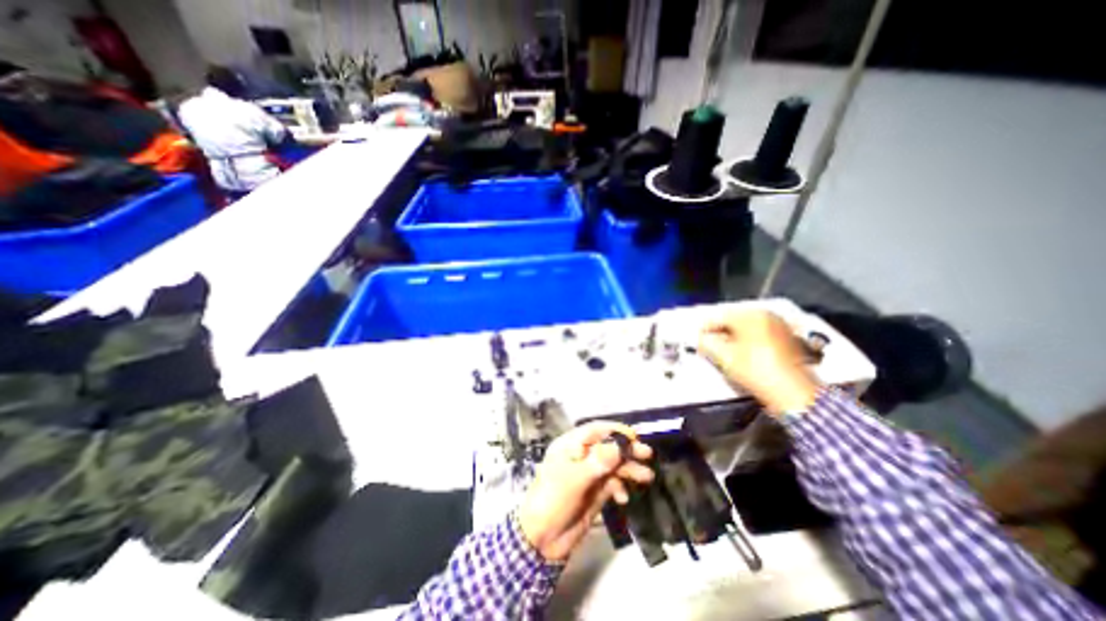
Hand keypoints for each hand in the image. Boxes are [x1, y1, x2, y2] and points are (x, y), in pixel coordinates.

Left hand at [514, 421, 649, 562]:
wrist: (541, 539)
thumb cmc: (553, 500)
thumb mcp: (575, 479)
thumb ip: (598, 462)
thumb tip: (619, 445)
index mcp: (571, 446)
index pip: (595, 430)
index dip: (615, 431)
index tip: (634, 436)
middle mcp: (581, 456)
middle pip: (607, 447)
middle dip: (627, 450)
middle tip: (647, 454)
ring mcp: (588, 474)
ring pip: (612, 466)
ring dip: (628, 470)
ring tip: (646, 477)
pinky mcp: (594, 492)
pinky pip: (612, 484)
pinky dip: (619, 488)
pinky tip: (623, 499)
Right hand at [700, 307, 819, 414]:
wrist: (794, 392)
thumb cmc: (756, 370)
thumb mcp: (724, 357)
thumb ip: (707, 343)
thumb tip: (701, 339)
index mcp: (749, 315)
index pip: (719, 317)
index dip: (704, 328)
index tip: (697, 337)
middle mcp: (766, 315)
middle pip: (734, 320)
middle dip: (720, 331)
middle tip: (709, 343)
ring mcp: (779, 325)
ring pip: (748, 327)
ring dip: (734, 335)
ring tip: (725, 349)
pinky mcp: (788, 337)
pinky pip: (760, 333)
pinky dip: (749, 339)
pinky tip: (743, 351)